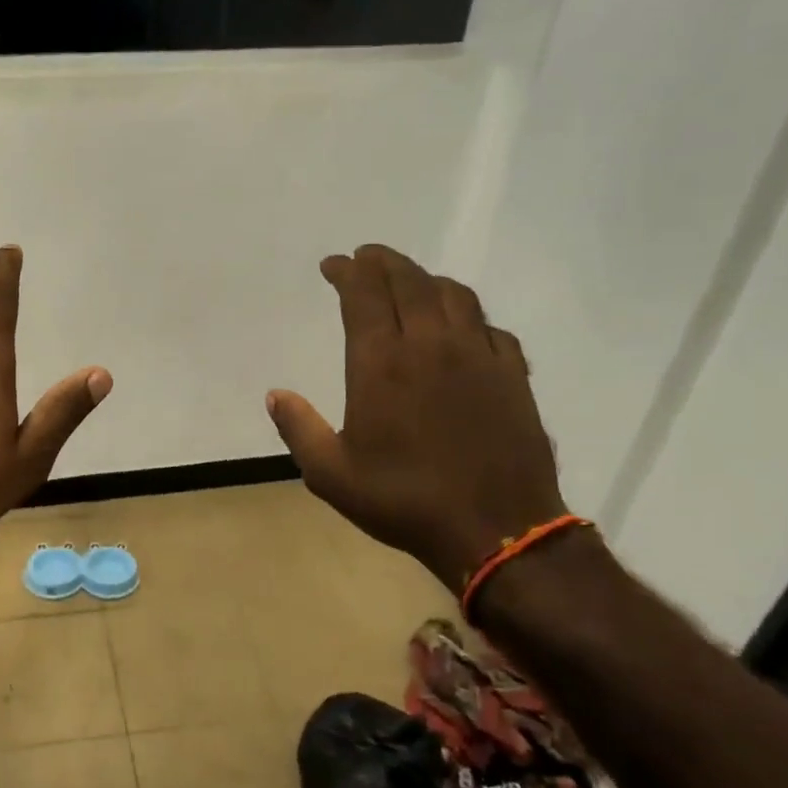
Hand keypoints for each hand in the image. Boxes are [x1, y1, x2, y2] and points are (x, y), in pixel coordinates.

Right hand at [266, 244, 566, 590]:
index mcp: (382, 363)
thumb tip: (276, 394)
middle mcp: (431, 345)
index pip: (364, 294)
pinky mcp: (512, 375)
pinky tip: (461, 326)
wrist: (496, 529)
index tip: (333, 265)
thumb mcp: (331, 474)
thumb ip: (299, 428)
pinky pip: (489, 326)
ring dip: (426, 279)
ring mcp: (478, 356)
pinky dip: (468, 314)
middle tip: (366, 257)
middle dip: (383, 262)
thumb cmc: (403, 500)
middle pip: (409, 281)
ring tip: (409, 281)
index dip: (347, 272)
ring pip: (454, 295)